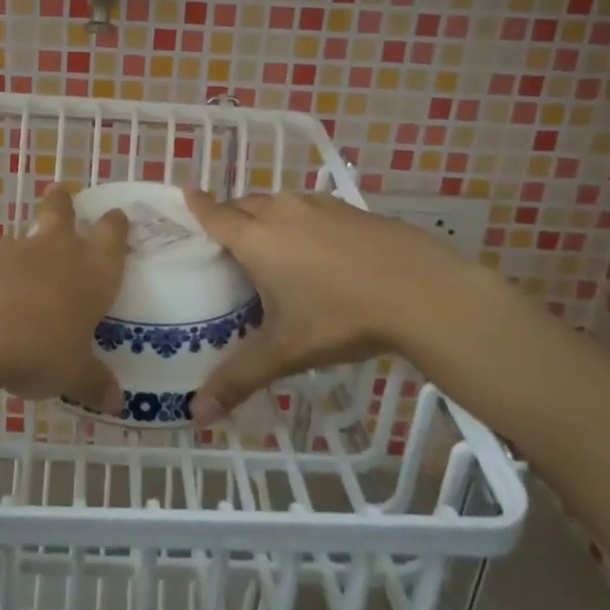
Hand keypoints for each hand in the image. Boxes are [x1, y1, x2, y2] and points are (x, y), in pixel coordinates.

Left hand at [0, 184, 128, 413]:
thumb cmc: (42, 347)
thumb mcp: (74, 373)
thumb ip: (95, 383)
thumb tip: (116, 402)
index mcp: (93, 269)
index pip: (112, 234)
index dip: (116, 225)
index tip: (117, 217)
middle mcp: (58, 250)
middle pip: (62, 212)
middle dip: (63, 204)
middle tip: (61, 194)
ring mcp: (15, 253)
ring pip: (27, 235)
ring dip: (30, 241)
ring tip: (30, 257)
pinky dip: (1, 272)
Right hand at [181, 190, 487, 424]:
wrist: (423, 292)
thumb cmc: (341, 317)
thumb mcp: (286, 352)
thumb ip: (239, 378)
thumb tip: (197, 415)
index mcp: (256, 239)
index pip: (215, 215)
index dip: (198, 206)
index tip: (186, 194)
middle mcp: (282, 212)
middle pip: (244, 204)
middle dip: (230, 214)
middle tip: (224, 238)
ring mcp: (320, 206)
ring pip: (279, 202)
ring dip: (267, 214)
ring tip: (268, 242)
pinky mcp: (352, 209)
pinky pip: (312, 208)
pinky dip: (302, 220)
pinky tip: (319, 247)